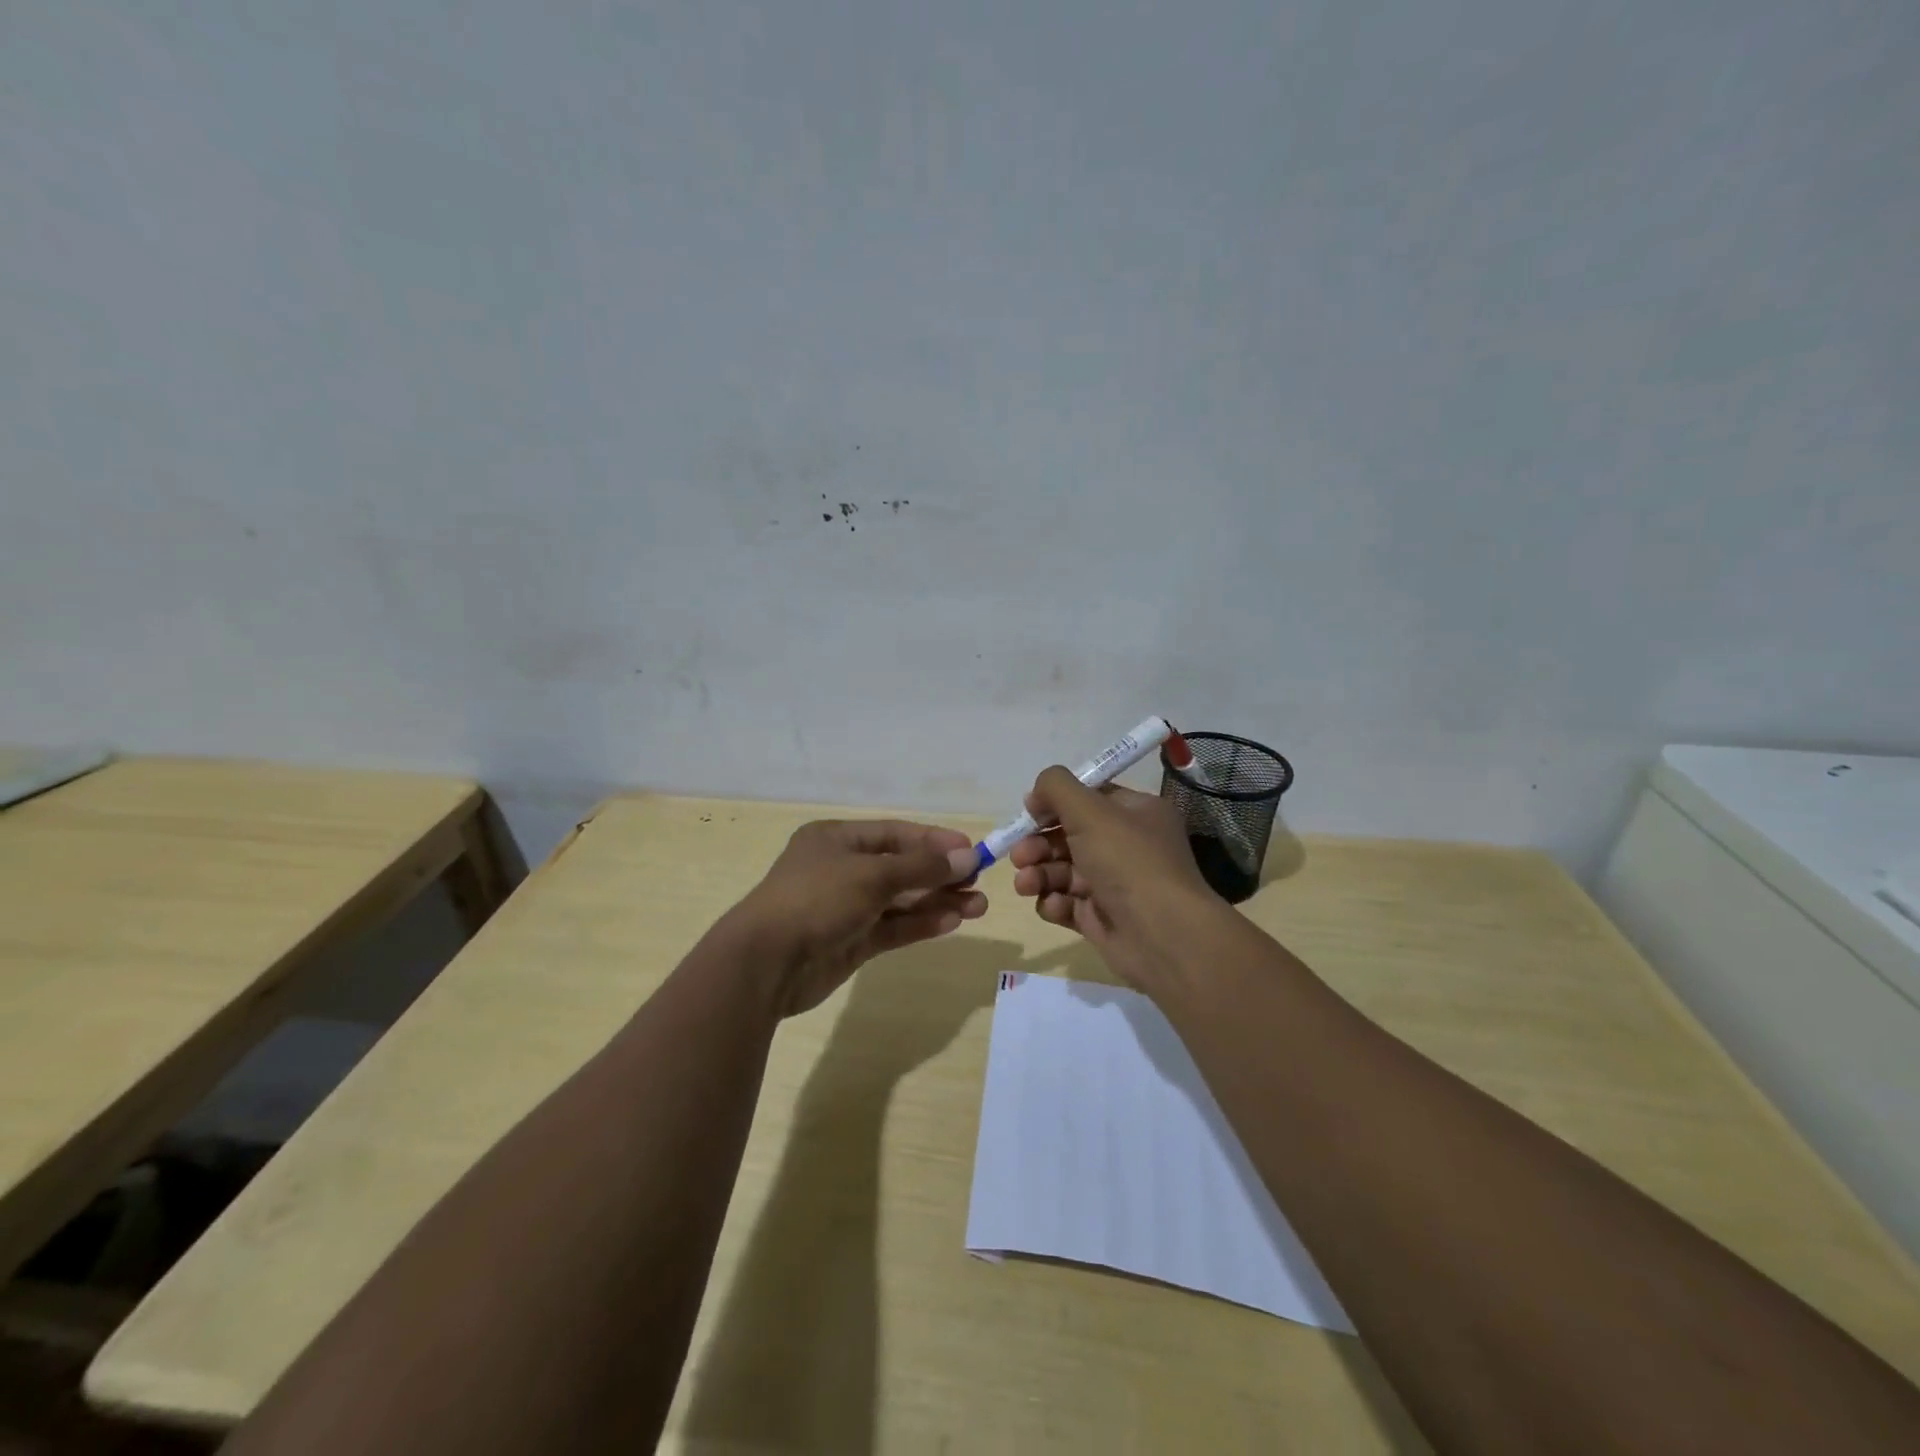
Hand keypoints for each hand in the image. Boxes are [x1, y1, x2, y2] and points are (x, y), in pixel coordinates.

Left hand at [729, 819, 985, 1015]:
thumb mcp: (871, 876)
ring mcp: (846, 907)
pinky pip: (892, 927)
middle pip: (901, 867)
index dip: (934, 841)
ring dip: (937, 901)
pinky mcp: (851, 942)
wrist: (765, 964)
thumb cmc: (816, 900)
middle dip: (940, 874)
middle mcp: (842, 869)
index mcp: (837, 840)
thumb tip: (966, 857)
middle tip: (979, 881)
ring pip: (901, 900)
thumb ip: (920, 868)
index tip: (971, 850)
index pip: (895, 834)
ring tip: (979, 906)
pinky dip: (920, 924)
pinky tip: (952, 922)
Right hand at [1009, 768, 1226, 994]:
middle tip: (1019, 854)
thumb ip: (1057, 787)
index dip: (1056, 801)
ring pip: (1062, 871)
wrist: (1162, 936)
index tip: (1030, 810)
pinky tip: (1054, 906)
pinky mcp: (1100, 918)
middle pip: (1069, 835)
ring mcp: (1113, 884)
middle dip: (1039, 843)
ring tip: (1026, 884)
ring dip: (1039, 873)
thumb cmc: (1128, 862)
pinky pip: (1067, 903)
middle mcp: (1127, 845)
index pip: (1090, 797)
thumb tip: (1037, 794)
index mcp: (1136, 813)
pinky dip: (1054, 903)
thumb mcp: (1091, 810)